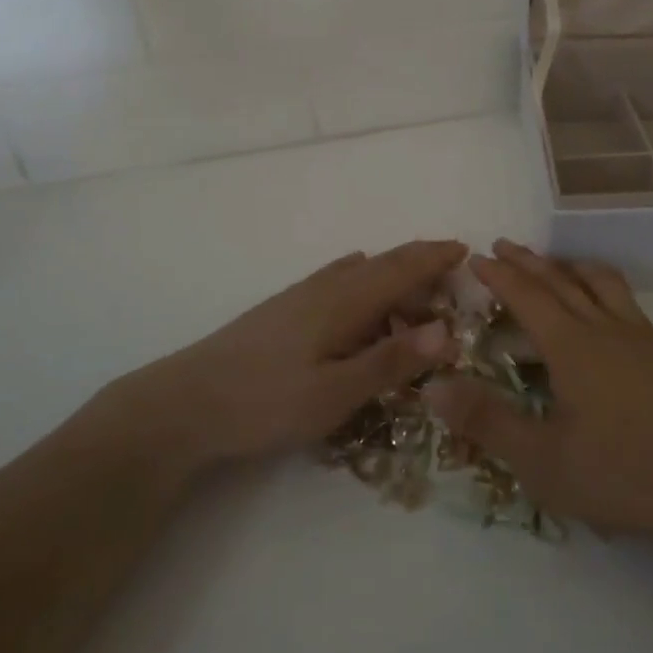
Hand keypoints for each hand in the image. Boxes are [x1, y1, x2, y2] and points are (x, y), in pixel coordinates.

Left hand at [99, 240, 466, 478]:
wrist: (186, 402)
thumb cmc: (267, 400)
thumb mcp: (336, 393)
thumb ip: (391, 361)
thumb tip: (447, 330)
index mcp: (346, 300)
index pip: (402, 267)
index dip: (435, 257)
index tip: (465, 250)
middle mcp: (327, 287)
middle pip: (383, 264)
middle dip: (420, 263)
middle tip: (451, 275)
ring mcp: (302, 295)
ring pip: (360, 273)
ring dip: (393, 277)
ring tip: (415, 300)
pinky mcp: (284, 309)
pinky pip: (339, 282)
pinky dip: (364, 284)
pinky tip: (358, 292)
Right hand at [424, 241, 652, 570]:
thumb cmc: (620, 475)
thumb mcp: (542, 461)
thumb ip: (487, 421)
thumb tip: (433, 385)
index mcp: (572, 346)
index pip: (527, 296)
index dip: (500, 275)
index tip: (476, 257)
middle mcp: (603, 327)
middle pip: (559, 279)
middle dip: (527, 261)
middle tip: (502, 245)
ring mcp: (637, 334)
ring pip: (597, 281)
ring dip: (566, 265)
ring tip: (550, 262)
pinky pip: (622, 296)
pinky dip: (598, 281)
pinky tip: (600, 303)